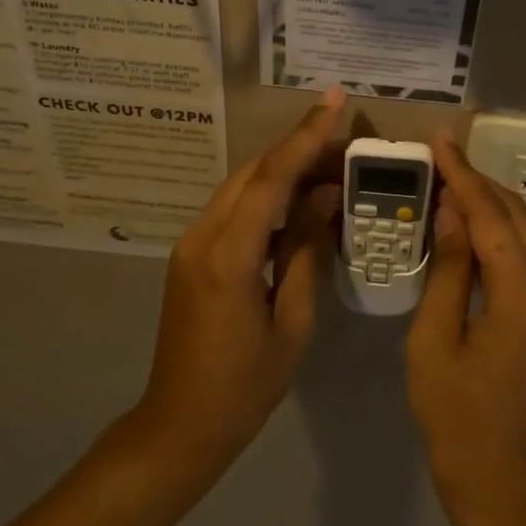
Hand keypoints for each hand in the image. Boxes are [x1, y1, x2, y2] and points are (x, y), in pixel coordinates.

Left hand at [135, 86, 345, 473]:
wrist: (179, 424)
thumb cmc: (245, 386)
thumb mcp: (292, 322)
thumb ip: (306, 252)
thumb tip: (324, 196)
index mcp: (229, 256)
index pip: (271, 178)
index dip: (305, 136)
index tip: (334, 100)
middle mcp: (202, 237)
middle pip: (254, 172)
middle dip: (299, 148)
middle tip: (346, 141)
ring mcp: (191, 244)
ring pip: (241, 187)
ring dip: (284, 170)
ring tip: (331, 166)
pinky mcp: (191, 255)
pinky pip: (233, 210)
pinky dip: (267, 197)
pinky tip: (298, 202)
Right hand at [406, 134, 525, 525]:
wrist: (506, 490)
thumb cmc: (457, 422)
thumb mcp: (434, 343)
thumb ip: (448, 272)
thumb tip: (450, 214)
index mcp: (523, 296)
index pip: (490, 216)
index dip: (462, 175)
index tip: (438, 141)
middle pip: (517, 217)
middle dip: (479, 182)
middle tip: (439, 159)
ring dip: (491, 206)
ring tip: (450, 184)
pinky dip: (501, 234)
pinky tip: (471, 230)